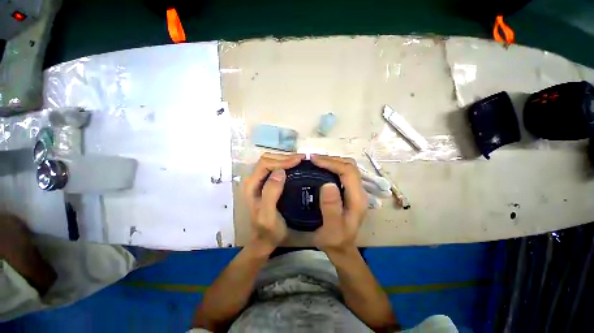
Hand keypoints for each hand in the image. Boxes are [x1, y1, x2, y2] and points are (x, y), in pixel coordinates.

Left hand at [242, 153, 304, 254]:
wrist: (266, 239)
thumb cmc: (268, 230)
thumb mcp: (268, 215)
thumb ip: (271, 193)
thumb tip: (280, 172)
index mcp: (251, 185)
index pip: (265, 164)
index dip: (282, 160)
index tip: (299, 160)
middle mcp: (253, 180)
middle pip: (267, 160)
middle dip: (285, 157)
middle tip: (302, 159)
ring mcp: (260, 181)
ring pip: (271, 162)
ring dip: (285, 159)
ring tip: (300, 161)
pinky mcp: (266, 183)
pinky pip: (275, 168)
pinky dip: (285, 164)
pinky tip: (295, 166)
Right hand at [311, 154, 367, 254]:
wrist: (341, 248)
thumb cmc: (335, 240)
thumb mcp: (332, 228)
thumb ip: (331, 208)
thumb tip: (328, 184)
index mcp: (357, 198)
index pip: (348, 171)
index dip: (332, 162)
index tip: (314, 160)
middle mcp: (359, 191)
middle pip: (349, 166)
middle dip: (331, 159)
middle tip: (313, 159)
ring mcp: (355, 190)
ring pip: (347, 167)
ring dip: (332, 161)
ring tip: (316, 162)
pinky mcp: (349, 191)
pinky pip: (342, 173)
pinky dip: (332, 167)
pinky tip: (321, 169)